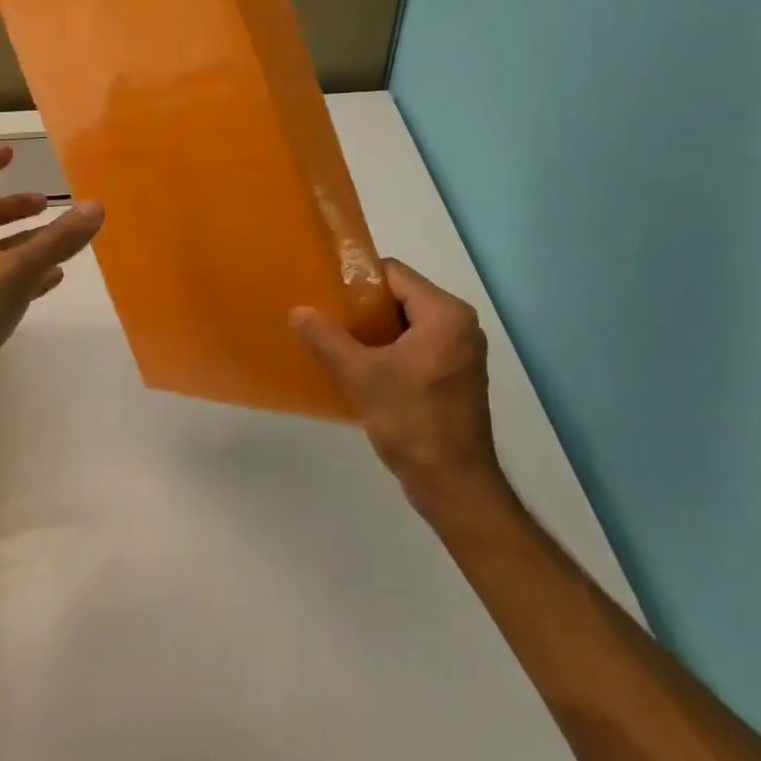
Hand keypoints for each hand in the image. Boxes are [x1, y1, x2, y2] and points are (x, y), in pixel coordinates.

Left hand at [0, 146, 101, 439]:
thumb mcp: (16, 272)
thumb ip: (57, 240)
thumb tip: (96, 205)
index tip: (11, 152)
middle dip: (14, 207)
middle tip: (47, 204)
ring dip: (25, 243)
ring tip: (61, 243)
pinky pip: (2, 286)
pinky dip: (27, 278)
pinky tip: (52, 283)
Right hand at [291, 260, 508, 519]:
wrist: (454, 486)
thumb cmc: (411, 422)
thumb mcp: (361, 376)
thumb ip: (327, 339)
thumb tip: (298, 311)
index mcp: (446, 314)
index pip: (395, 274)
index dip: (358, 280)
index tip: (326, 293)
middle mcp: (461, 325)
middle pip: (402, 296)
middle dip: (364, 306)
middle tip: (327, 316)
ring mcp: (462, 351)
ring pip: (408, 323)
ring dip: (376, 330)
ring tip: (338, 339)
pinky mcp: (457, 375)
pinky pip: (418, 345)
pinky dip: (391, 349)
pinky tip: (362, 365)